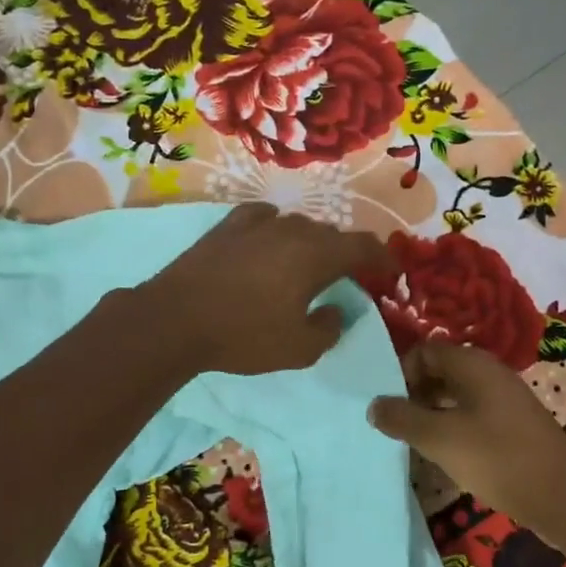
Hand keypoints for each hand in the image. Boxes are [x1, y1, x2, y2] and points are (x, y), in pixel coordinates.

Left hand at [144, 202, 393, 375]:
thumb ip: (329, 328)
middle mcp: (292, 229)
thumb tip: (336, 310)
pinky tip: (270, 239)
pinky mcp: (228, 226)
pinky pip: (264, 217)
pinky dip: (276, 228)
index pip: (363, 246)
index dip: (383, 258)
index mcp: (316, 255)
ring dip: (311, 243)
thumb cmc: (243, 336)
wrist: (175, 319)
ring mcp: (257, 223)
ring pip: (298, 225)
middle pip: (331, 234)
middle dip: (346, 254)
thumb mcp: (299, 348)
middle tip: (348, 276)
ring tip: (307, 264)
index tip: (391, 271)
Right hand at [367, 341, 565, 547]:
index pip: (425, 351)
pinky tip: (443, 457)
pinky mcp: (513, 427)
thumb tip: (373, 404)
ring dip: (430, 415)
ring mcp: (505, 401)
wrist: (563, 498)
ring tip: (411, 443)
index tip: (385, 404)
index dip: (400, 372)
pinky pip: (472, 416)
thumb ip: (403, 419)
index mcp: (474, 364)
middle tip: (393, 426)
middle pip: (440, 372)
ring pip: (455, 397)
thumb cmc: (498, 459)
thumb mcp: (441, 439)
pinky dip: (452, 430)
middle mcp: (490, 374)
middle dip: (413, 395)